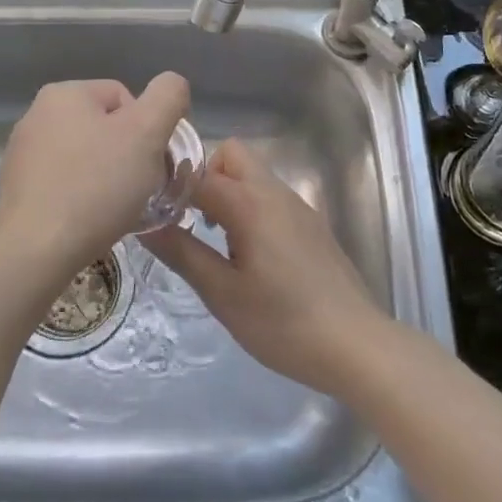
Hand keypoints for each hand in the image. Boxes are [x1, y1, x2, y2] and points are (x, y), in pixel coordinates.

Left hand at [0, 73, 190, 286]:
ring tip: (115, 208)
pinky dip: (82, 196)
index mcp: (65, 93)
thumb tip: (172, 85)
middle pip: (105, 127)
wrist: (35, 251)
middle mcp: (37, 114)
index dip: (149, 132)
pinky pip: (64, 182)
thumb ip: (167, 97)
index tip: (151, 165)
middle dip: (128, 155)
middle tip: (139, 188)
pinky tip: (89, 220)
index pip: (127, 99)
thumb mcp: (147, 133)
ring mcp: (22, 152)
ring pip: (86, 157)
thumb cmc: (96, 186)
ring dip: (106, 177)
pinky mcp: (17, 188)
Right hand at [141, 139, 391, 397]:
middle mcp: (275, 192)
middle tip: (189, 220)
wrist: (356, 345)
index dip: (170, 186)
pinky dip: (249, 208)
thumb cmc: (283, 323)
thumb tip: (145, 224)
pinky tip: (247, 254)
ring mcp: (298, 207)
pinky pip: (270, 197)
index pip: (198, 173)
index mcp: (251, 203)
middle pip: (232, 156)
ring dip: (227, 193)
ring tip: (214, 241)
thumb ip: (183, 253)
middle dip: (204, 177)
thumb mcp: (223, 293)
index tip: (152, 210)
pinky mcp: (311, 224)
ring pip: (253, 175)